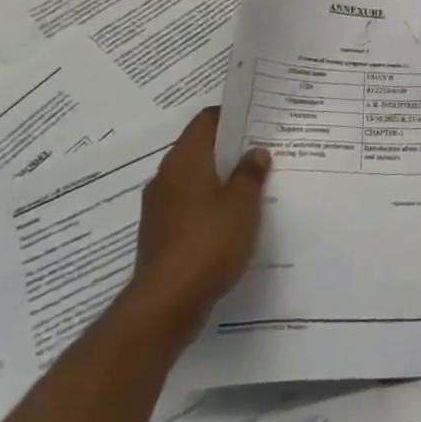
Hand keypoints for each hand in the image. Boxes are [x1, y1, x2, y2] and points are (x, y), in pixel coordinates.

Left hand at [123, 108, 270, 332]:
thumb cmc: (209, 241)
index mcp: (185, 159)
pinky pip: (188, 206)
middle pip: (200, 148)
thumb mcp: (243, 203)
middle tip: (261, 151)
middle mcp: (166, 176)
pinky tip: (232, 220)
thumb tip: (255, 152)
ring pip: (194, 179)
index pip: (206, 120)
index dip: (232, 116)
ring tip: (252, 185)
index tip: (257, 119)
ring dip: (219, 179)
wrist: (165, 305)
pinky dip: (209, 205)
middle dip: (229, 149)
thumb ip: (251, 173)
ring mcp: (159, 207)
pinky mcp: (159, 234)